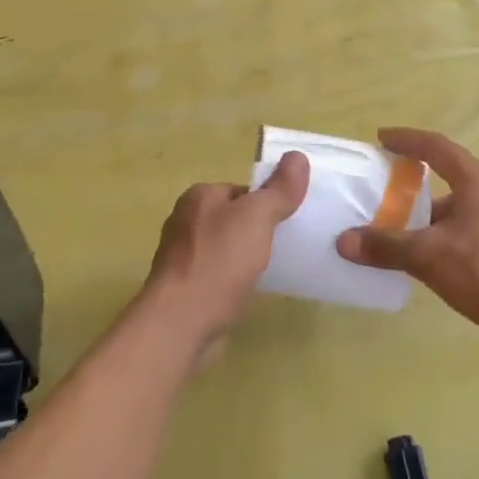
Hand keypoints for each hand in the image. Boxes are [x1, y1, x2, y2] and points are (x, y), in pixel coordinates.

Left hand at [140, 151, 309, 352]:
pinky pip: (218, 274)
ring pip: (226, 247)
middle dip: (258, 230)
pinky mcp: (184, 287)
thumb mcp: (257, 218)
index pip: (242, 190)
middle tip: (286, 245)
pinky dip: (234, 279)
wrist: (181, 322)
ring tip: (272, 269)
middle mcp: (185, 220)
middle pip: (234, 218)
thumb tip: (298, 156)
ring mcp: (182, 256)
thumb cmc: (219, 261)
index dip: (268, 203)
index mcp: (199, 196)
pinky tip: (249, 290)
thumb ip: (278, 189)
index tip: (289, 221)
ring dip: (246, 256)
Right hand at [335, 129, 478, 359]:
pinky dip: (435, 240)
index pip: (435, 146)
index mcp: (475, 180)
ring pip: (450, 212)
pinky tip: (416, 261)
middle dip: (410, 183)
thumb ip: (386, 246)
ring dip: (422, 218)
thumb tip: (343, 241)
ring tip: (388, 230)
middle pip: (444, 178)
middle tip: (378, 189)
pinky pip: (458, 235)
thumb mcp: (429, 255)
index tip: (381, 138)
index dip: (407, 139)